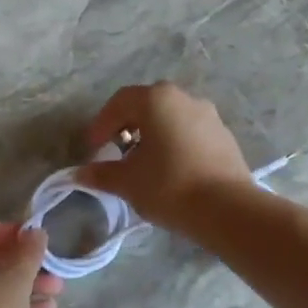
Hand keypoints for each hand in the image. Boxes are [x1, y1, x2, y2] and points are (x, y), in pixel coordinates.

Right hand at [75, 82, 254, 233]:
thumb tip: (80, 174)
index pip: (119, 102)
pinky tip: (172, 170)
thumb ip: (101, 173)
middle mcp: (185, 98)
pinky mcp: (225, 136)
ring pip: (172, 118)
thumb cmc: (169, 186)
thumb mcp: (128, 182)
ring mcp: (209, 115)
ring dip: (154, 135)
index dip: (101, 124)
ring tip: (144, 163)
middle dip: (128, 126)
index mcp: (156, 100)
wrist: (227, 208)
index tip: (93, 149)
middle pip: (148, 105)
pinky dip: (175, 144)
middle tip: (117, 150)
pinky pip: (191, 132)